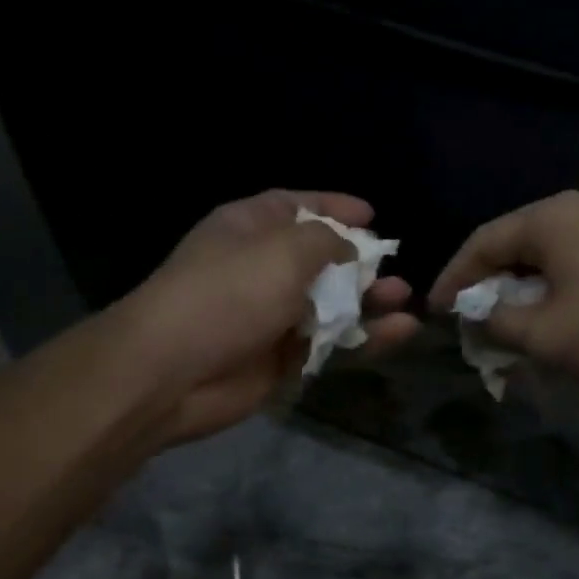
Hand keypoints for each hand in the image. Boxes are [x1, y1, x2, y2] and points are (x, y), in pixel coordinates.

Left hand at [117, 190, 417, 444]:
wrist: (174, 372)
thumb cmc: (228, 294)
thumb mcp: (283, 250)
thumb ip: (326, 242)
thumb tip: (349, 251)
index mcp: (250, 228)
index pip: (296, 207)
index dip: (334, 207)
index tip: (372, 216)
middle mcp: (261, 268)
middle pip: (320, 258)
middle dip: (359, 262)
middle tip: (394, 267)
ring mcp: (272, 315)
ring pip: (331, 304)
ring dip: (368, 301)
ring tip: (404, 298)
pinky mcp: (282, 358)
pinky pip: (331, 343)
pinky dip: (363, 337)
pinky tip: (398, 331)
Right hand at [429, 190, 578, 401]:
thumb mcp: (544, 335)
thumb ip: (495, 321)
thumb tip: (474, 315)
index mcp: (550, 219)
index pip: (481, 243)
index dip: (452, 280)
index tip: (434, 313)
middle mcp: (576, 212)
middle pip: (511, 247)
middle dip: (484, 288)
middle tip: (465, 323)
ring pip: (540, 261)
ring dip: (516, 295)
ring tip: (498, 329)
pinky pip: (568, 269)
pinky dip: (546, 296)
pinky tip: (541, 324)